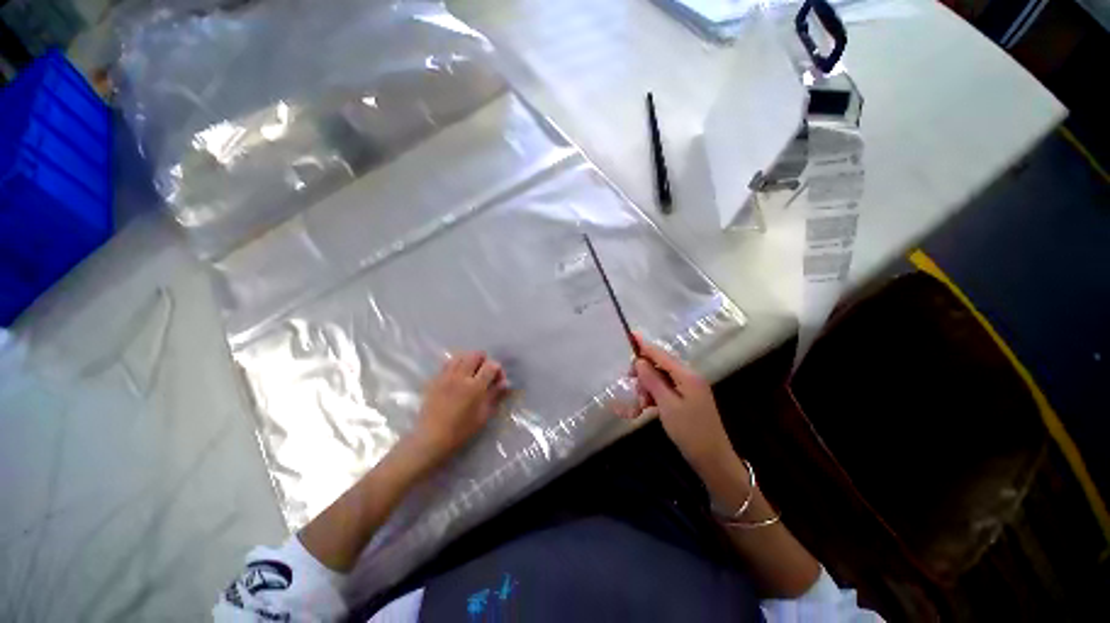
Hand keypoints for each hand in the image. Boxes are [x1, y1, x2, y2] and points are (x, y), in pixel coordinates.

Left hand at [411, 351, 507, 462]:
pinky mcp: (435, 379)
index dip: (498, 370)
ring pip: (461, 355)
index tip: (498, 381)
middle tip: (485, 375)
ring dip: (469, 361)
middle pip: (476, 355)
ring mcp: (446, 376)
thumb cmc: (460, 431)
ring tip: (471, 374)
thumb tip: (506, 383)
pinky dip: (456, 365)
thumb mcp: (483, 416)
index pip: (492, 365)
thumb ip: (495, 396)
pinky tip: (457, 378)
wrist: (430, 439)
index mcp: (475, 386)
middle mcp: (461, 376)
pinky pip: (448, 363)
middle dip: (484, 361)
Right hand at [630, 334, 734, 476]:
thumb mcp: (667, 405)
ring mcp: (688, 388)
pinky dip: (654, 397)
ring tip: (639, 406)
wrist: (713, 460)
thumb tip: (639, 361)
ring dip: (647, 389)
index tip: (630, 335)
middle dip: (643, 375)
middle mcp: (688, 377)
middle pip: (659, 366)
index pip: (661, 355)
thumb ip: (652, 381)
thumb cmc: (690, 432)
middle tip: (633, 389)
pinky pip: (665, 391)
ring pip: (660, 379)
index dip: (644, 345)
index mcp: (687, 376)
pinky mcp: (686, 399)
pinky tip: (645, 409)